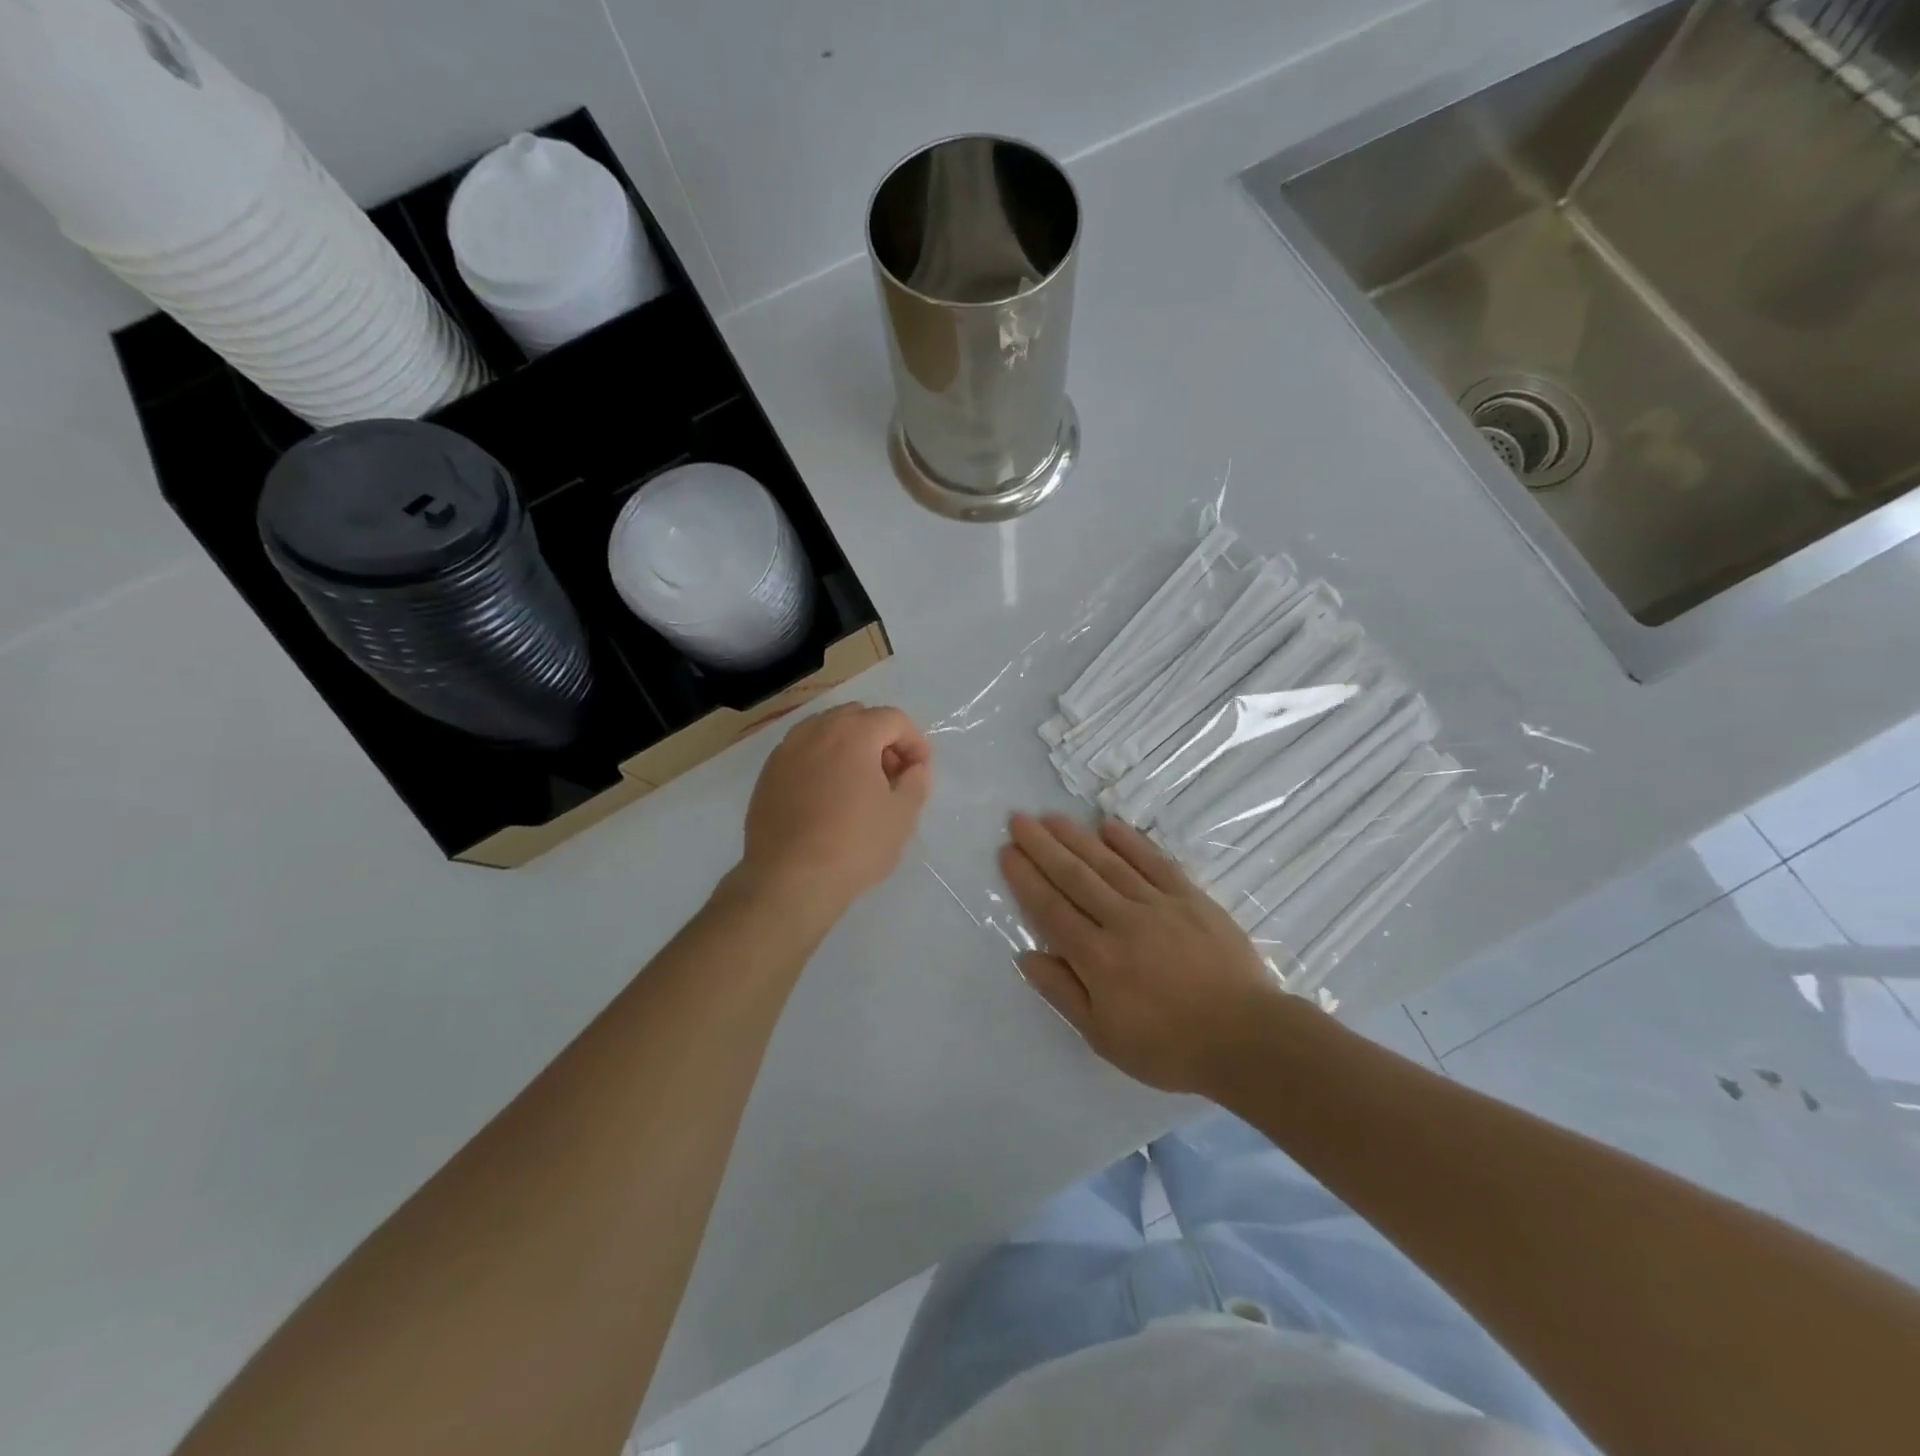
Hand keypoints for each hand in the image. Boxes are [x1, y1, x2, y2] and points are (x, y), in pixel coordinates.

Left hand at [741, 703, 932, 916]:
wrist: (789, 880)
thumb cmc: (854, 845)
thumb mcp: (902, 816)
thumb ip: (916, 782)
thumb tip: (914, 768)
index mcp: (853, 733)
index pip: (893, 719)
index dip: (914, 741)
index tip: (920, 770)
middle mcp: (816, 731)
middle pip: (857, 717)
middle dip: (880, 738)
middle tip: (891, 774)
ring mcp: (786, 751)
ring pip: (825, 731)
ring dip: (848, 746)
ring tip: (858, 784)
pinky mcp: (767, 774)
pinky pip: (802, 752)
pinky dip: (821, 761)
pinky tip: (827, 797)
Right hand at [998, 813, 1294, 1093]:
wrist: (1247, 1038)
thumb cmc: (1169, 1047)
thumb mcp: (1104, 1037)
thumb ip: (1063, 993)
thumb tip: (1026, 956)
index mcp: (1098, 958)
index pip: (1051, 909)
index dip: (1026, 879)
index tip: (1007, 852)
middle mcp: (1122, 921)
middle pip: (1074, 877)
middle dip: (1042, 847)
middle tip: (1019, 819)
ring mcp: (1158, 905)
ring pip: (1108, 863)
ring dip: (1077, 837)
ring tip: (1051, 817)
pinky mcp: (1191, 898)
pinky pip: (1154, 862)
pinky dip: (1130, 842)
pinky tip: (1108, 825)